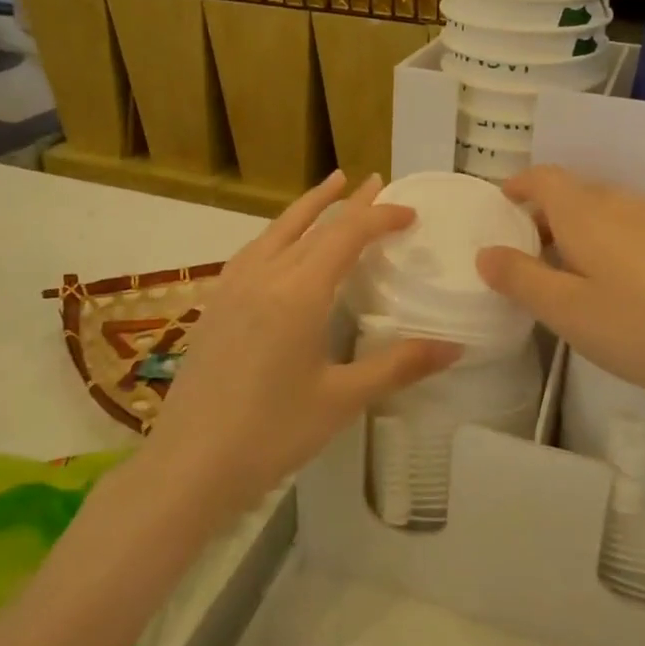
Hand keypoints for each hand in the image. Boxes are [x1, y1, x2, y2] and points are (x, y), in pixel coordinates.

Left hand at [145, 172, 458, 514]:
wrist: (189, 465)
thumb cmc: (272, 432)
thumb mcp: (343, 399)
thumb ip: (399, 366)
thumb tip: (455, 346)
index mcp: (299, 291)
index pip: (347, 234)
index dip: (380, 217)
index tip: (410, 212)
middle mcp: (265, 275)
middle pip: (312, 223)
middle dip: (348, 202)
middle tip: (375, 180)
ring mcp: (233, 286)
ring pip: (277, 229)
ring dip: (309, 206)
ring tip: (331, 186)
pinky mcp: (215, 304)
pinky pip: (255, 249)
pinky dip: (280, 231)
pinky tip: (281, 243)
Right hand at [475, 166, 644, 402]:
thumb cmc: (638, 326)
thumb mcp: (566, 310)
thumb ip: (520, 278)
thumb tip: (486, 253)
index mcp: (585, 213)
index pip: (544, 178)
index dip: (519, 185)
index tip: (502, 204)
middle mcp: (618, 204)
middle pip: (572, 192)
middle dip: (543, 213)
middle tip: (524, 251)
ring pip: (601, 210)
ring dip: (574, 228)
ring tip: (563, 271)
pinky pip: (625, 227)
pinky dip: (603, 240)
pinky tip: (610, 284)